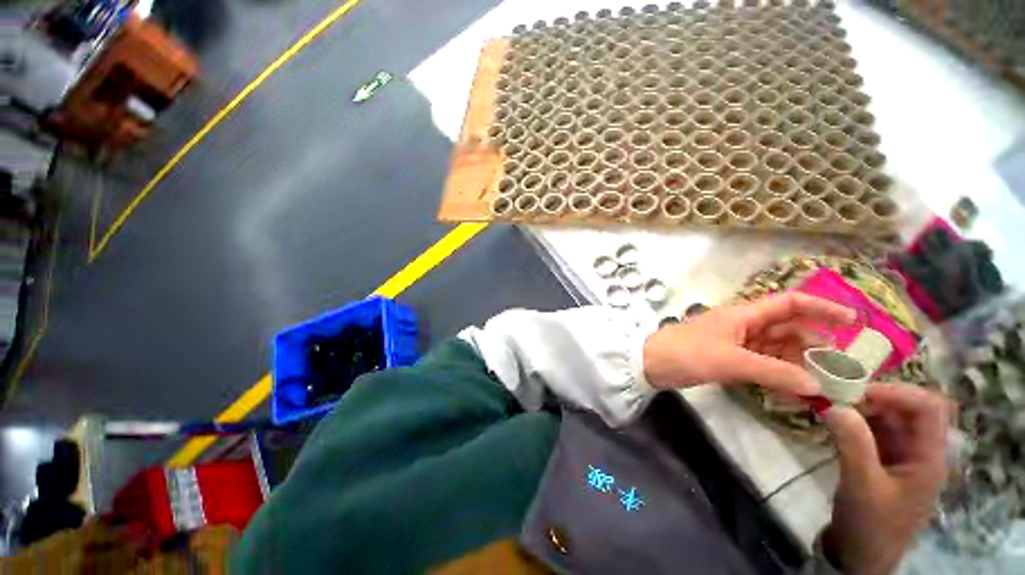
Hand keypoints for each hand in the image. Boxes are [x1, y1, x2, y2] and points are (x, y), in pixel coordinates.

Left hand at [642, 293, 855, 394]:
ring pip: (777, 350)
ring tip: (822, 387)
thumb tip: (817, 386)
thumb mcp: (732, 361)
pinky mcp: (730, 359)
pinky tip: (794, 392)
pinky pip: (763, 364)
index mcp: (744, 314)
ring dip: (798, 365)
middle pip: (788, 329)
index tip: (853, 320)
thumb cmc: (688, 353)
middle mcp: (744, 325)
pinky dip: (779, 376)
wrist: (652, 363)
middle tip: (842, 369)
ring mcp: (737, 343)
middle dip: (815, 346)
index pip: (789, 303)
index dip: (822, 307)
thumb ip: (775, 372)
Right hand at [823, 384, 949, 574]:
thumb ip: (853, 444)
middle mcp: (919, 450)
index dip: (898, 392)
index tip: (857, 391)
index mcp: (929, 457)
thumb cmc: (870, 526)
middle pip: (907, 408)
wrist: (859, 558)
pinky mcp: (882, 459)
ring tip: (829, 403)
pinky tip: (831, 418)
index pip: (928, 408)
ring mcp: (901, 455)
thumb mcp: (862, 486)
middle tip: (837, 394)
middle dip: (874, 396)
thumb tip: (833, 404)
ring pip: (887, 416)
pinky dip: (853, 419)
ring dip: (860, 406)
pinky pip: (871, 429)